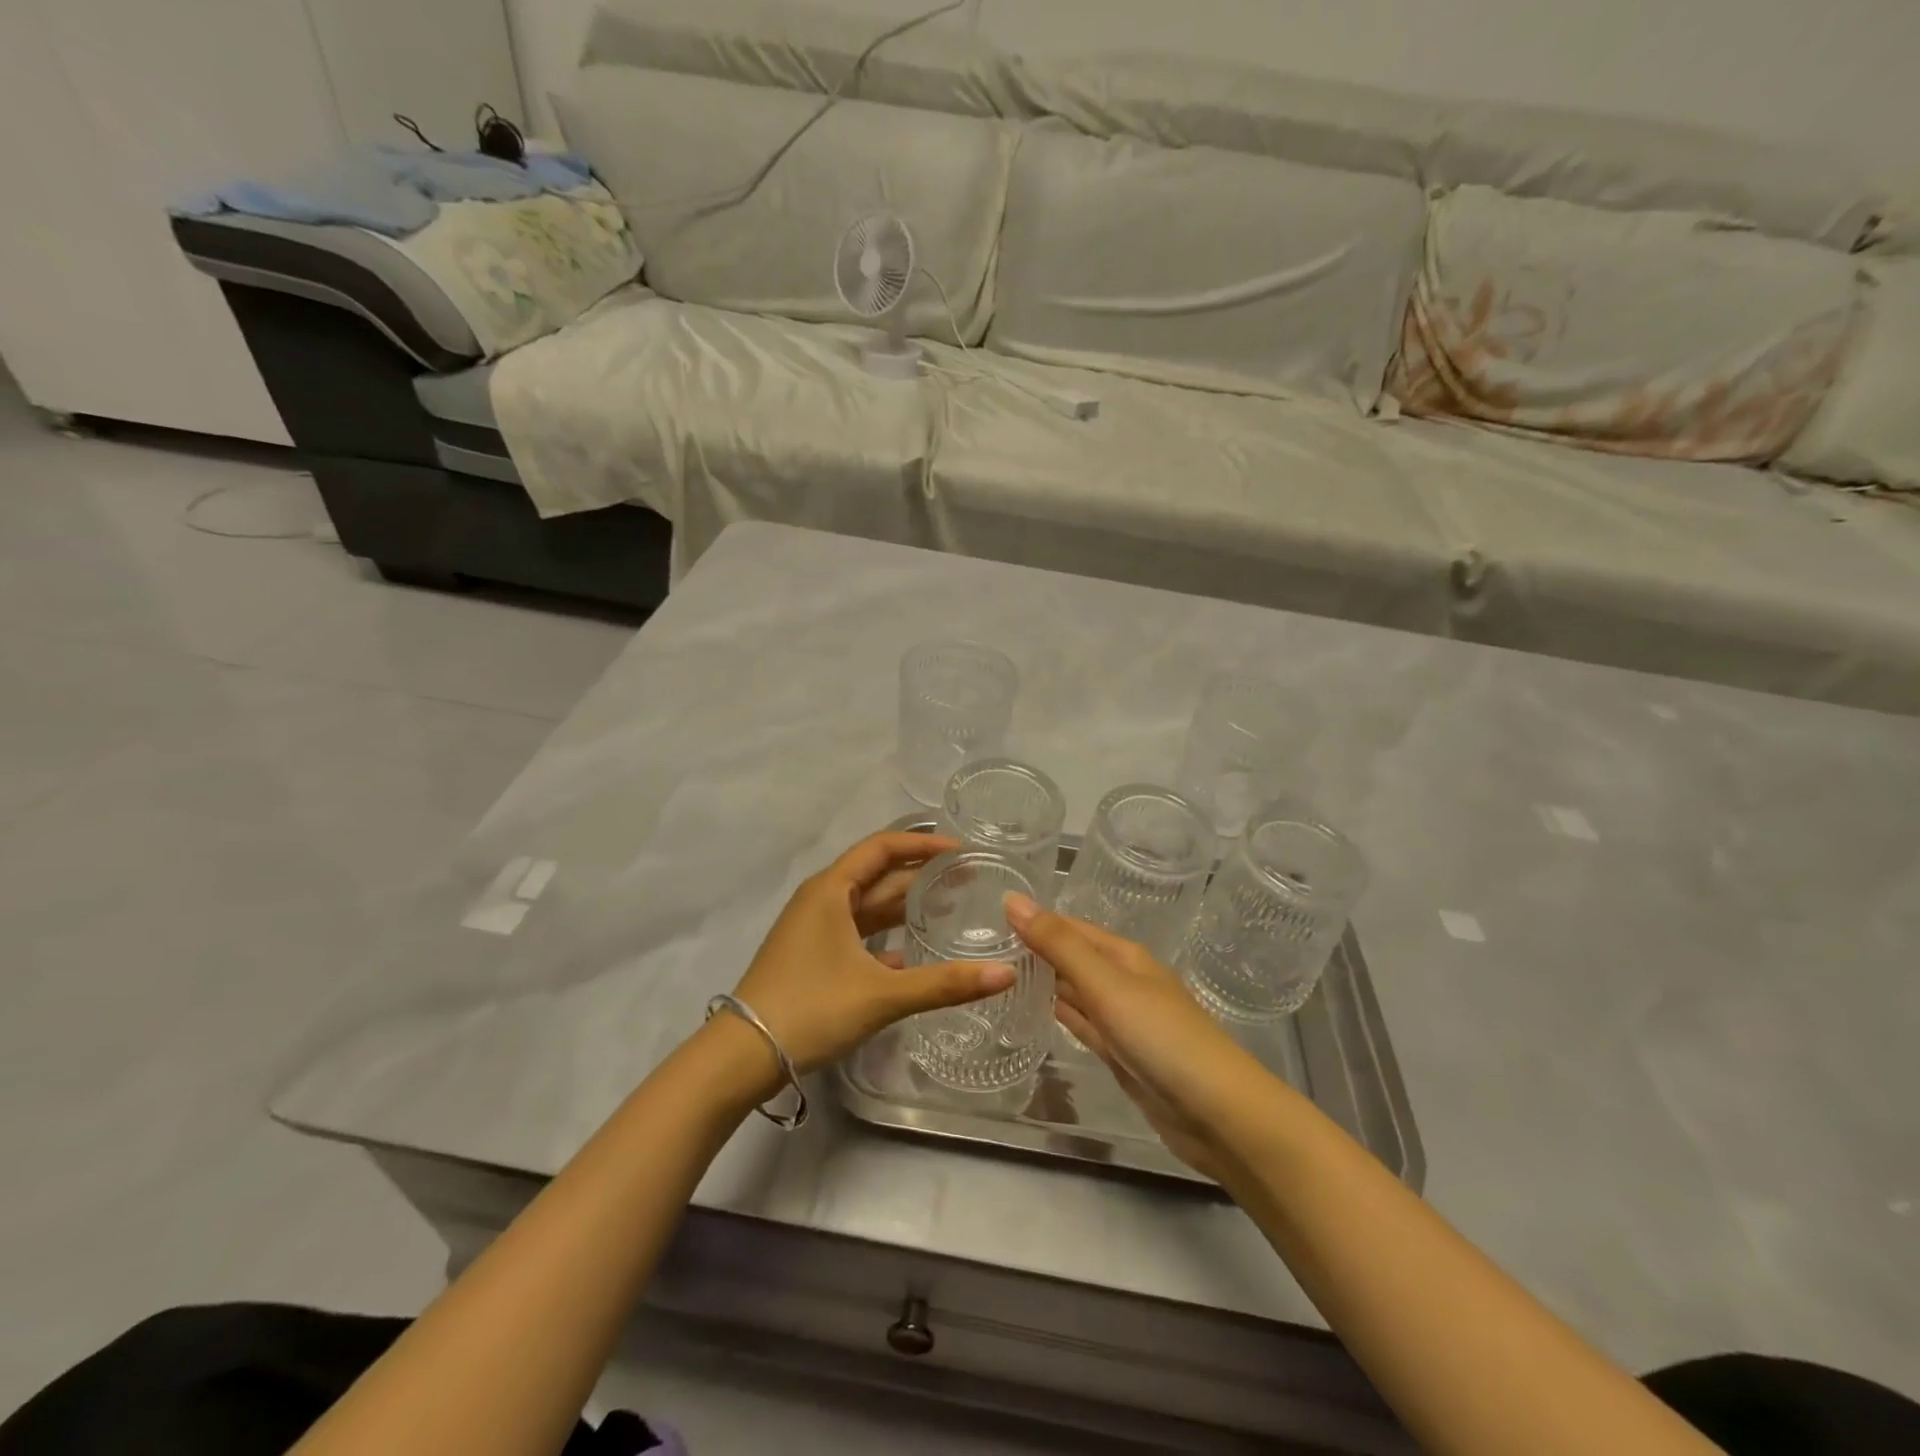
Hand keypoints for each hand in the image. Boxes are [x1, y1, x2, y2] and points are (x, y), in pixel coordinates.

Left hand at [730, 832, 1016, 1077]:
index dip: (923, 844)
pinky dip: (886, 936)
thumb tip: (1005, 974)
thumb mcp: (881, 994)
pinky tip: (915, 952)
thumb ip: (944, 984)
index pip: (883, 848)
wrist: (741, 1055)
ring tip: (950, 907)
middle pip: (878, 875)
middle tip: (968, 879)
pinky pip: (857, 932)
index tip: (961, 850)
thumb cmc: (810, 1008)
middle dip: (921, 874)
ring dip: (905, 905)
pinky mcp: (812, 955)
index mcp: (832, 890)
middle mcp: (822, 899)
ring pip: (868, 905)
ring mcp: (814, 928)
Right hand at [1005, 894, 1272, 1177]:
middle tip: (981, 946)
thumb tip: (1012, 899)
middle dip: (1034, 950)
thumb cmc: (1161, 1037)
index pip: (1069, 928)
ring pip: (1075, 992)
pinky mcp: (1121, 1055)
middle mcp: (1123, 981)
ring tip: (997, 974)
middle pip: (1072, 958)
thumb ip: (1058, 944)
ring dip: (1043, 982)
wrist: (1217, 1114)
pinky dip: (1059, 1015)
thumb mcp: (1106, 984)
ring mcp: (1123, 1020)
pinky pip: (1082, 1025)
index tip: (988, 916)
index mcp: (1123, 956)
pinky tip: (1034, 1012)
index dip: (1034, 920)